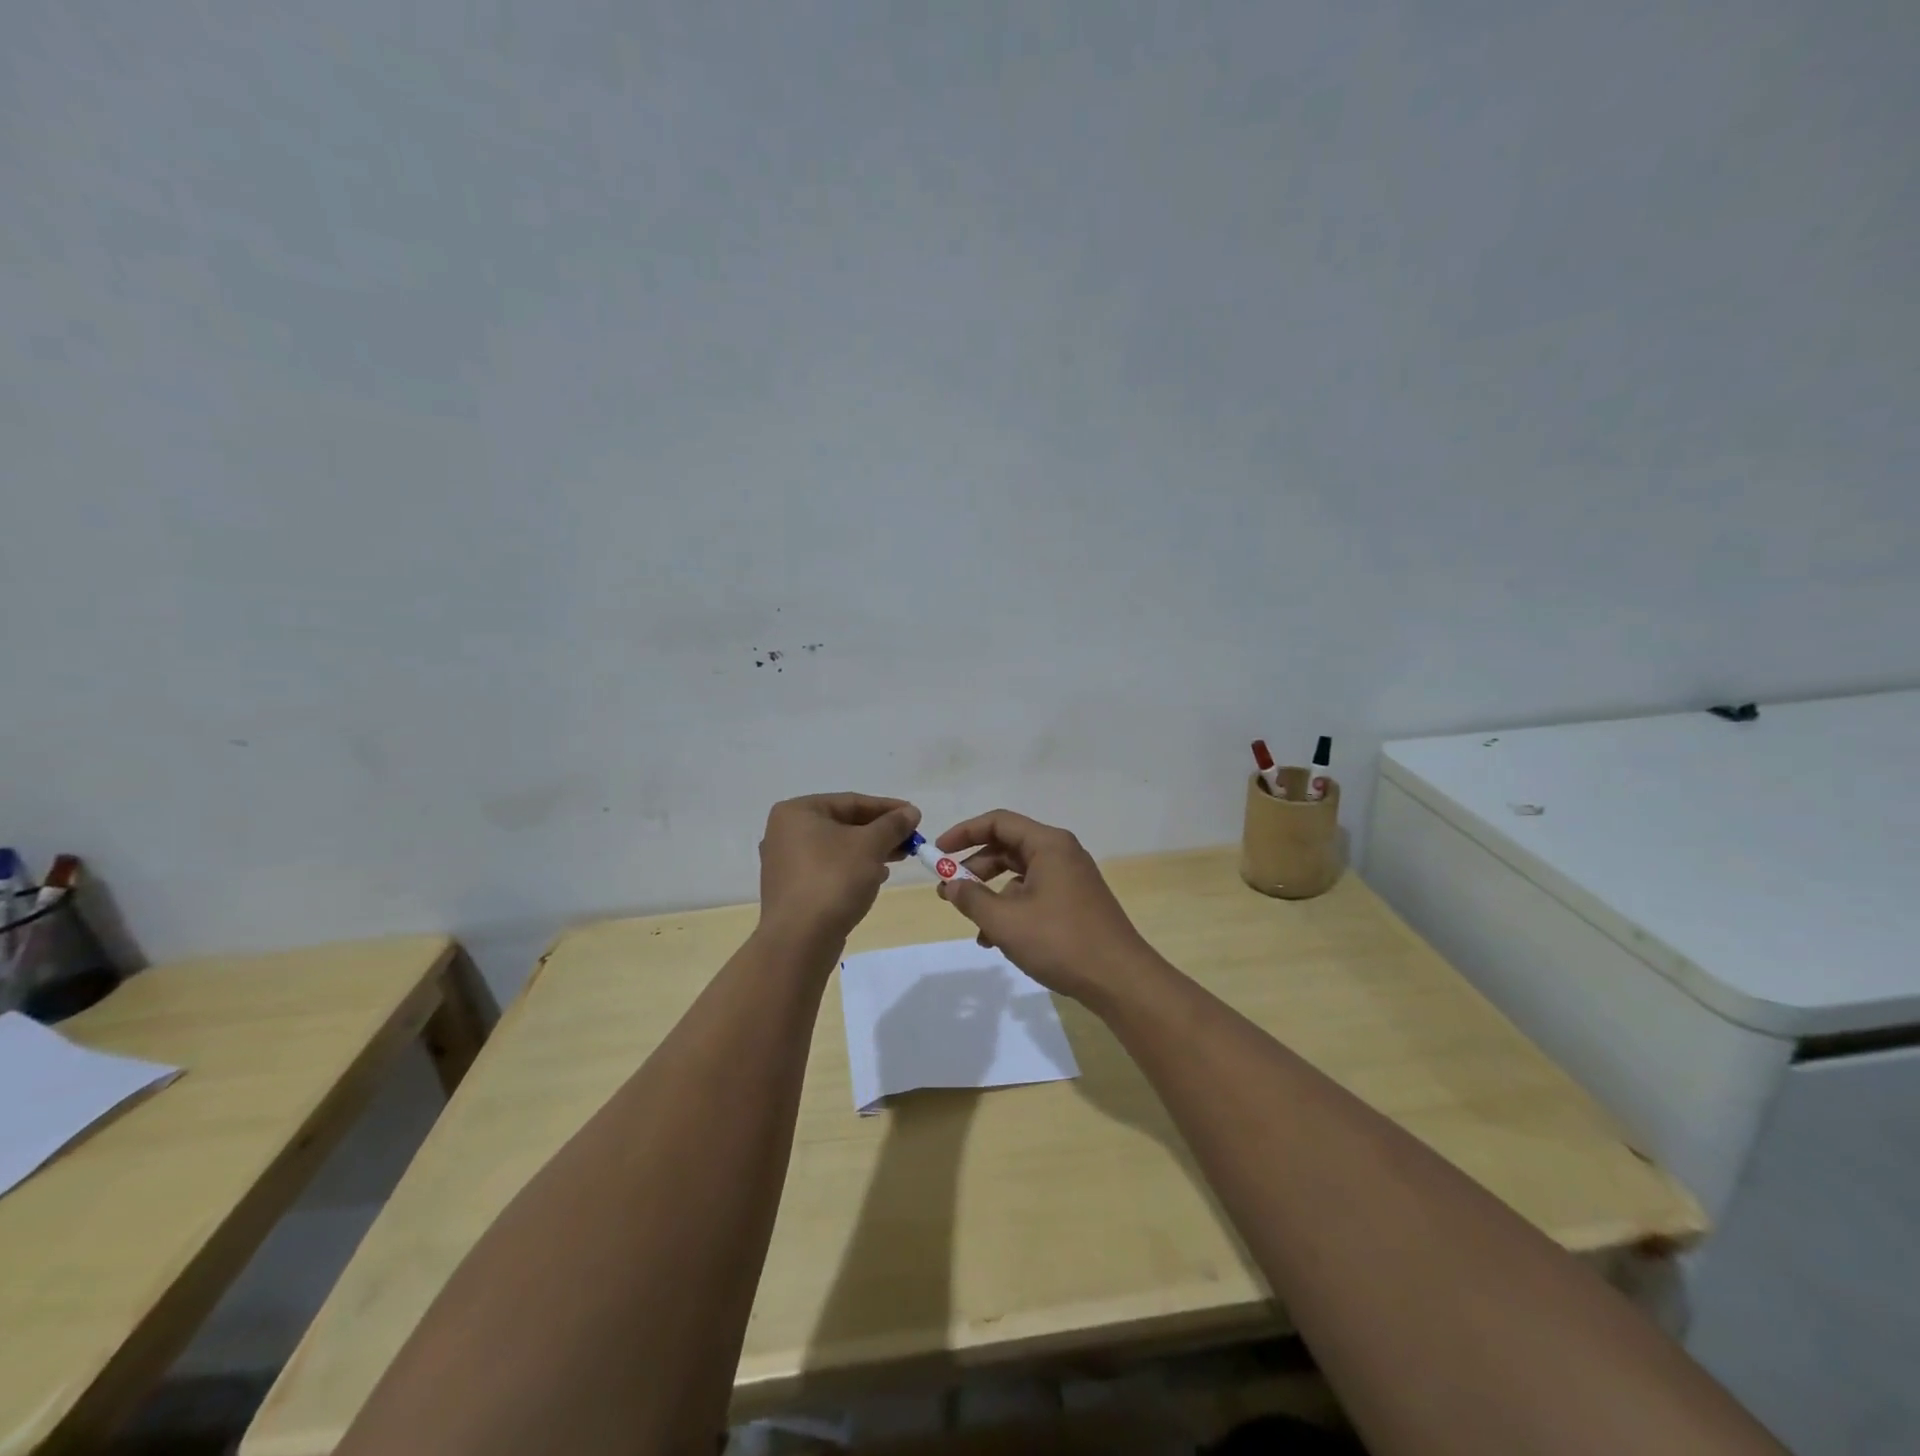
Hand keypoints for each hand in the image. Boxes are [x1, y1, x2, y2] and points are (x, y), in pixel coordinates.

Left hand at [757, 793, 920, 950]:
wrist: (800, 940)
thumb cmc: (833, 879)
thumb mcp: (870, 845)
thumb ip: (892, 825)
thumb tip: (911, 812)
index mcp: (797, 812)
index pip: (851, 801)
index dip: (887, 808)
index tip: (915, 815)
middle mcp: (784, 832)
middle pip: (843, 824)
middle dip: (879, 832)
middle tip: (910, 839)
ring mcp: (785, 863)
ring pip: (837, 848)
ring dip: (869, 851)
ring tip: (898, 858)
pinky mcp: (792, 890)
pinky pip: (828, 869)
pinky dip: (852, 869)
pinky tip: (876, 878)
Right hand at [933, 810, 1155, 1004]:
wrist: (1120, 979)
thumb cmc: (1060, 941)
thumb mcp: (1006, 921)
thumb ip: (971, 898)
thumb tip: (950, 884)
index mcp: (1048, 844)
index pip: (998, 822)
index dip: (964, 833)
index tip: (938, 852)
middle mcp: (1061, 853)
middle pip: (1008, 847)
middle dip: (974, 868)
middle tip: (947, 890)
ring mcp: (1070, 879)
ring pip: (1019, 875)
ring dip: (991, 895)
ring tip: (972, 924)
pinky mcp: (1075, 902)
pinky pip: (1034, 894)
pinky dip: (1011, 909)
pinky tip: (996, 940)